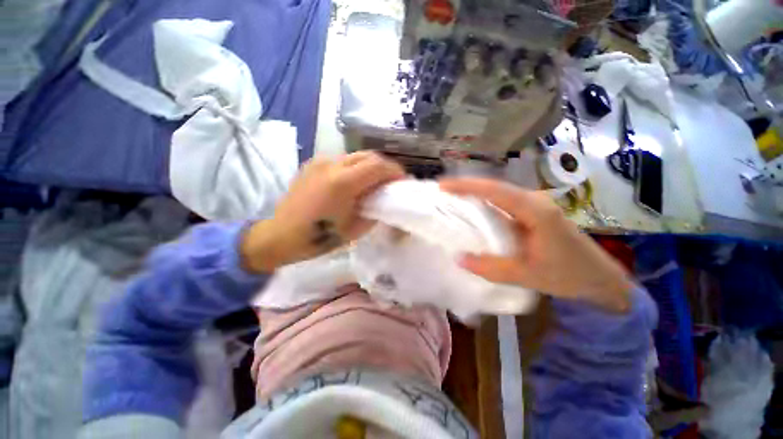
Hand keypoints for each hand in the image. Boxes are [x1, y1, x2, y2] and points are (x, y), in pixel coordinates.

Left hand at [241, 152, 404, 272]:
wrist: (281, 234)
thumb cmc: (319, 237)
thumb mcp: (355, 229)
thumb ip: (375, 210)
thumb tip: (384, 199)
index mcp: (343, 183)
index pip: (378, 166)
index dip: (395, 172)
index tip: (402, 181)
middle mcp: (332, 165)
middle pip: (369, 155)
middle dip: (385, 166)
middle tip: (391, 181)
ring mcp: (321, 161)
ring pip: (356, 155)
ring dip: (370, 166)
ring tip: (374, 181)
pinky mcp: (313, 163)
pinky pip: (342, 160)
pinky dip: (355, 167)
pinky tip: (354, 181)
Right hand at [440, 178, 631, 311]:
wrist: (601, 278)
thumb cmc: (569, 276)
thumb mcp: (527, 276)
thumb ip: (491, 268)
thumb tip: (459, 258)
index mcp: (535, 211)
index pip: (495, 191)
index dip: (467, 186)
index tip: (443, 186)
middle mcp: (534, 201)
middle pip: (494, 187)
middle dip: (466, 187)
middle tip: (441, 192)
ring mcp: (534, 205)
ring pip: (498, 194)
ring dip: (474, 195)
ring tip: (450, 199)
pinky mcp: (532, 213)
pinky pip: (503, 204)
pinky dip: (484, 205)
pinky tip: (472, 211)